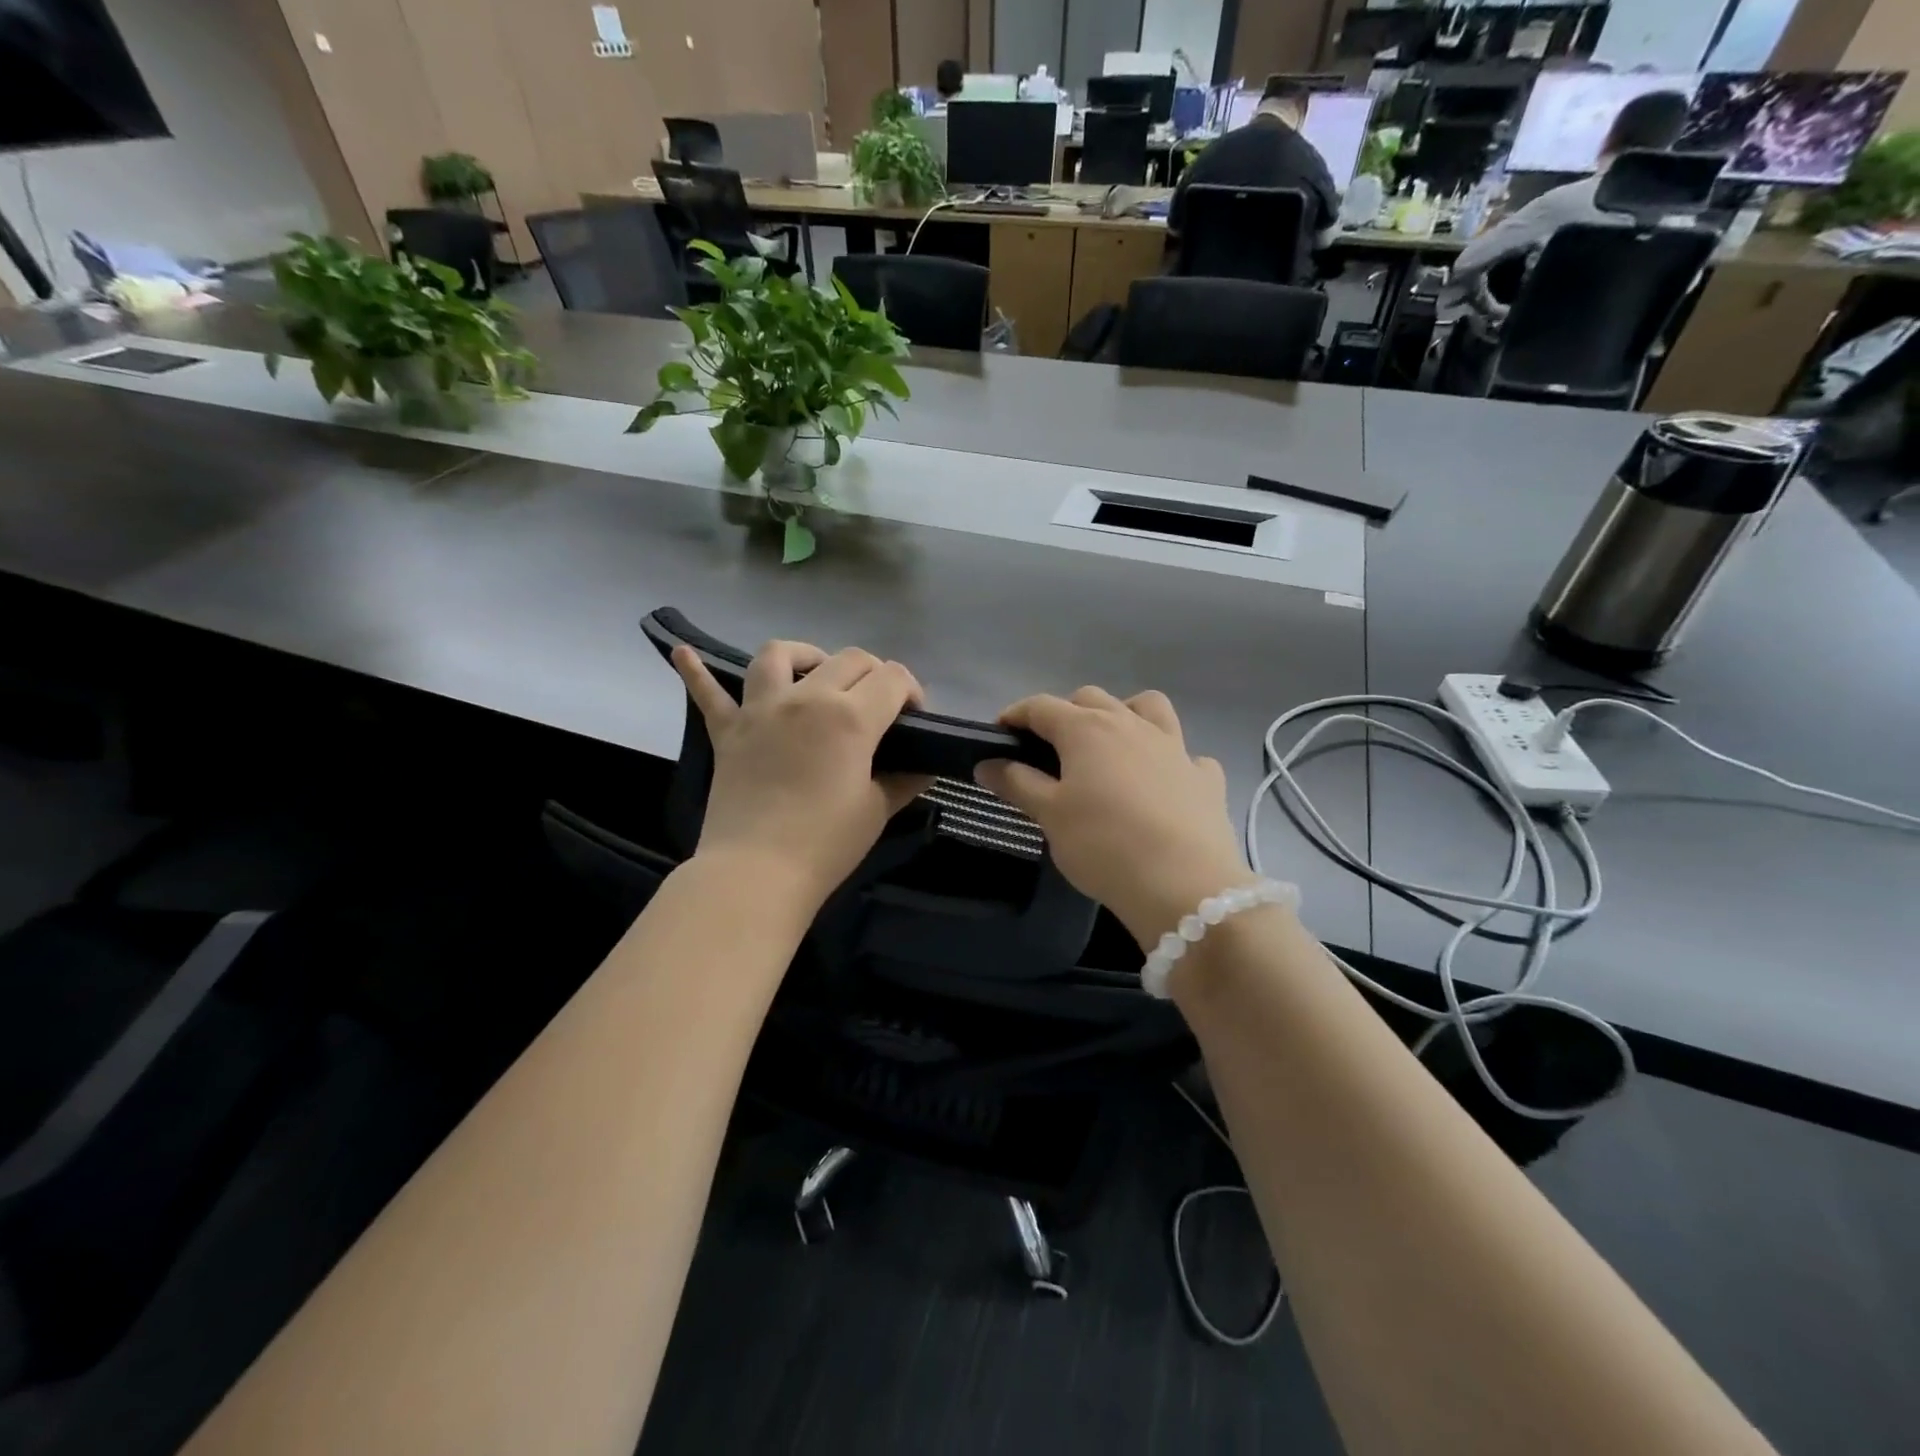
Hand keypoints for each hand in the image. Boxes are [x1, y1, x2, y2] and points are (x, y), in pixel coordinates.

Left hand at [673, 641, 929, 915]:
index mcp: (850, 717)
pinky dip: (696, 670)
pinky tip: (684, 652)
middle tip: (878, 706)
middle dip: (875, 674)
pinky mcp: (728, 730)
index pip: (893, 678)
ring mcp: (761, 709)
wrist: (757, 872)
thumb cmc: (826, 843)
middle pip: (849, 659)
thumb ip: (905, 780)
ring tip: (814, 673)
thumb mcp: (877, 810)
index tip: (914, 718)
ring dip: (804, 655)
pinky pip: (708, 693)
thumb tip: (924, 766)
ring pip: (780, 655)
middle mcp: (807, 698)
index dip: (912, 692)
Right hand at [976, 688, 1258, 948]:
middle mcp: (1131, 725)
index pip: (1042, 706)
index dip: (1016, 715)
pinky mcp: (1204, 777)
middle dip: (1066, 713)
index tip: (1000, 733)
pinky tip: (1162, 782)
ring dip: (1124, 714)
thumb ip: (1017, 783)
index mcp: (1087, 729)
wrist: (1184, 886)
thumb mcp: (1050, 815)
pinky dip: (1169, 759)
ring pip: (1147, 707)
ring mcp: (1174, 747)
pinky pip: (1186, 753)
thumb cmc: (1103, 845)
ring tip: (1110, 745)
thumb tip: (987, 763)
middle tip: (1050, 748)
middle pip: (1091, 699)